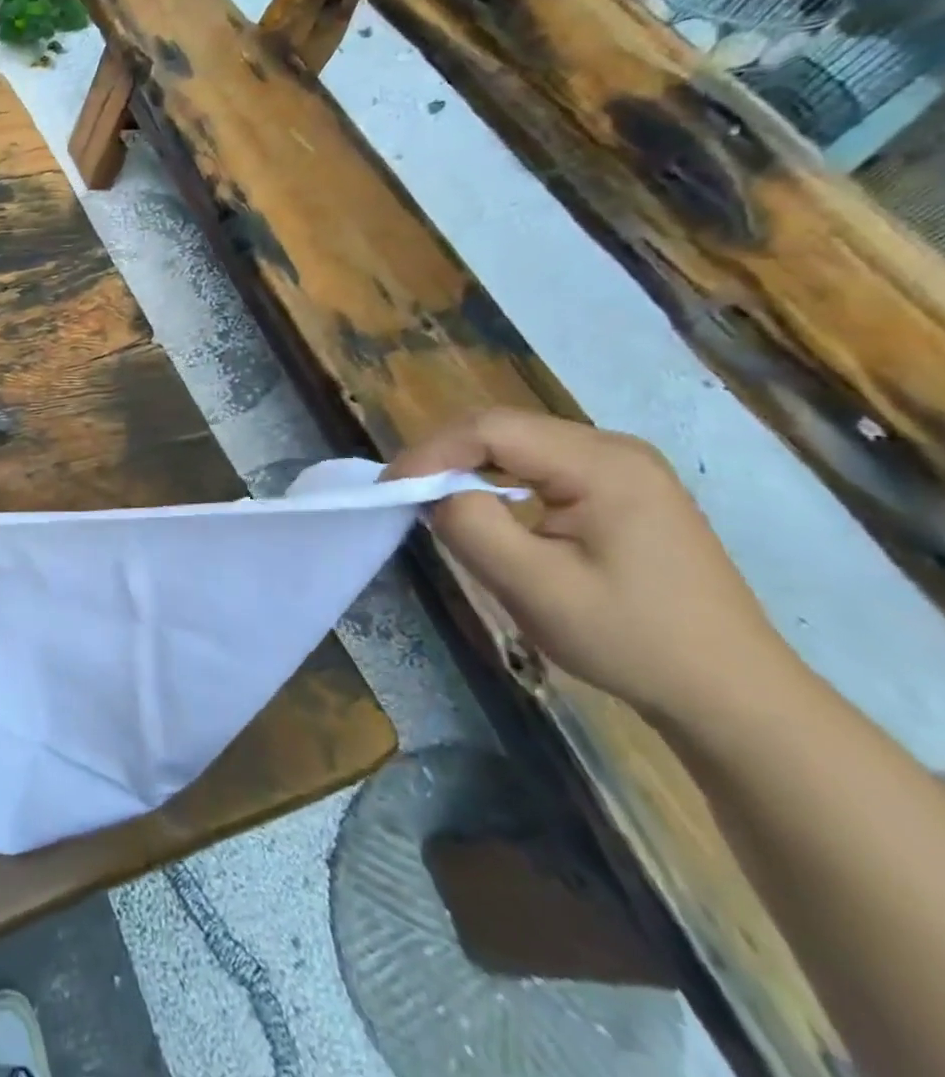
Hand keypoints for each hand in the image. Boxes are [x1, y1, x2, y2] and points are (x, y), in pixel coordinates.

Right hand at [388, 409, 792, 726]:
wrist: (730, 693)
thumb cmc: (632, 640)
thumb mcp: (536, 587)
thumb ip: (472, 527)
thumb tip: (433, 493)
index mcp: (603, 464)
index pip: (491, 429)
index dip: (431, 452)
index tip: (390, 489)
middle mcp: (614, 449)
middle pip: (502, 429)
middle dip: (443, 457)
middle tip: (404, 494)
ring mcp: (622, 467)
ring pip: (516, 445)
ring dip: (466, 467)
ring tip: (432, 501)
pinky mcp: (619, 489)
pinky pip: (537, 466)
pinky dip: (496, 480)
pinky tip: (485, 509)